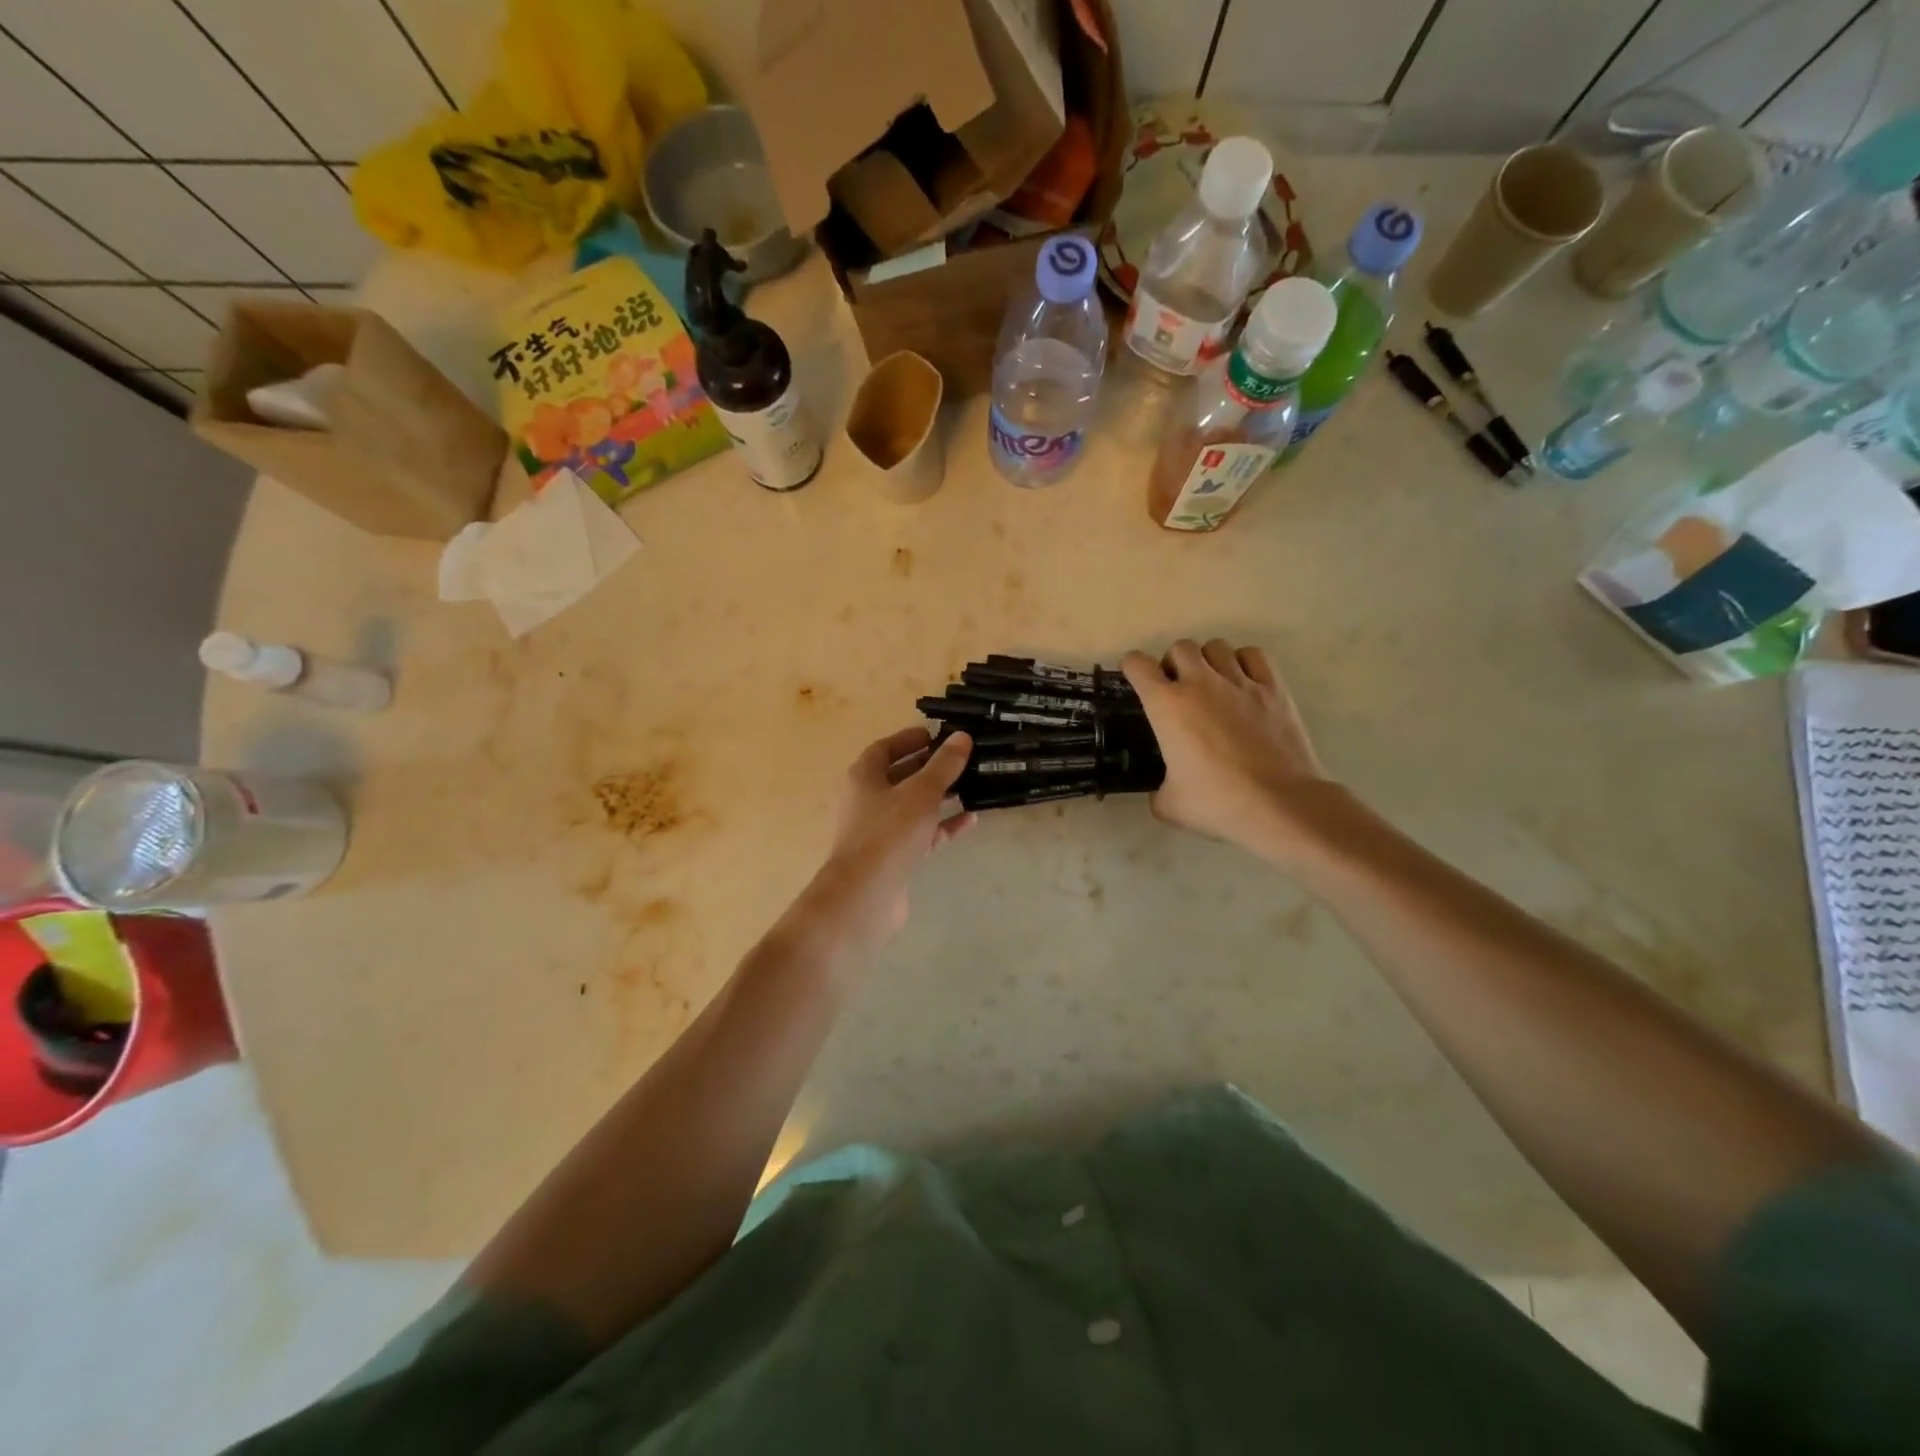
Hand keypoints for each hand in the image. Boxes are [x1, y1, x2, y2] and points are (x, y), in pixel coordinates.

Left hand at [798, 727, 975, 954]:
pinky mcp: (893, 858)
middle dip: (929, 768)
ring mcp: (879, 831)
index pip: (885, 748)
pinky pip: (921, 835)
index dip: (909, 739)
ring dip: (939, 797)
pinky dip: (943, 827)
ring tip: (971, 786)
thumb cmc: (889, 832)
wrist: (866, 895)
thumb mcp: (922, 792)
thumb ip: (943, 765)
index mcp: (864, 777)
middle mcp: (867, 800)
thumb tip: (961, 737)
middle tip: (960, 759)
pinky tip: (970, 821)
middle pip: (899, 777)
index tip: (936, 736)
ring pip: (913, 807)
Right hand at [1121, 639, 1333, 862]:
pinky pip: (1253, 655)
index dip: (1131, 667)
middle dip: (1173, 663)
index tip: (1134, 677)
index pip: (1138, 665)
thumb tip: (1162, 790)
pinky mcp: (1273, 688)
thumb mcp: (1169, 805)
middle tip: (1177, 688)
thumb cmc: (1218, 803)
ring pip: (1216, 646)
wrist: (1279, 804)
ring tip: (1211, 683)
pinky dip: (1243, 662)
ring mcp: (1240, 682)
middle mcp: (1200, 683)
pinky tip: (1243, 682)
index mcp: (1167, 706)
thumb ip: (1158, 790)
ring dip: (1207, 660)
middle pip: (1180, 647)